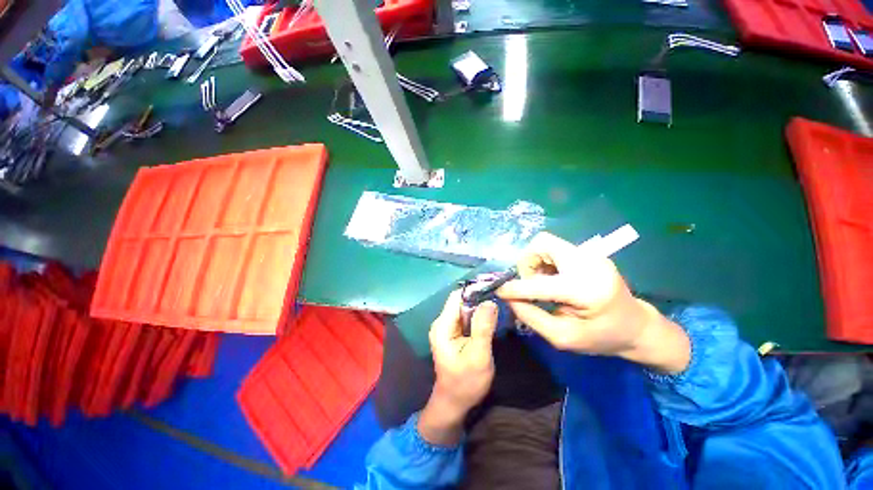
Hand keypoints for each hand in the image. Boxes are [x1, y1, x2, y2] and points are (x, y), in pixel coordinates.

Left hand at [418, 291, 497, 445]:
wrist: (454, 403)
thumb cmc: (466, 382)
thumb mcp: (478, 356)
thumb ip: (483, 328)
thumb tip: (490, 301)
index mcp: (443, 325)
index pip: (458, 297)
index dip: (475, 290)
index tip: (495, 287)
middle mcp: (442, 322)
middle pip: (462, 301)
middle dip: (480, 298)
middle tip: (501, 297)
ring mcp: (448, 327)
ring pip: (466, 308)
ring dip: (481, 306)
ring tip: (499, 305)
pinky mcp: (454, 333)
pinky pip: (467, 317)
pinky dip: (479, 315)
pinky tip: (491, 317)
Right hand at [497, 232, 689, 373]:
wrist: (636, 326)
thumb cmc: (601, 337)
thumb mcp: (563, 338)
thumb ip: (532, 316)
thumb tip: (510, 298)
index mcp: (587, 290)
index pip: (541, 283)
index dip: (516, 287)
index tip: (500, 292)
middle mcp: (589, 263)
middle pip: (541, 244)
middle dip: (527, 264)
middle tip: (530, 284)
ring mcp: (591, 254)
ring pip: (546, 243)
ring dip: (535, 262)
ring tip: (543, 283)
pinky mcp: (589, 252)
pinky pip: (554, 248)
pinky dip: (545, 261)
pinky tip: (553, 278)